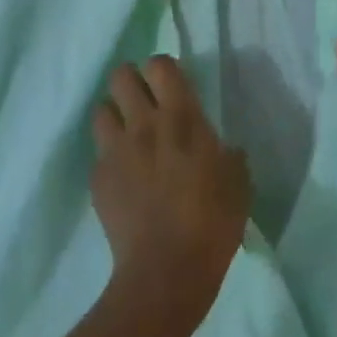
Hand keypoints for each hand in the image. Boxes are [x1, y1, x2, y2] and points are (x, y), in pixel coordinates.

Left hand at [91, 56, 249, 315]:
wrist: (167, 271)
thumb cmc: (213, 223)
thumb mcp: (238, 182)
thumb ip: (227, 155)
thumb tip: (223, 149)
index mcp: (181, 117)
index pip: (159, 65)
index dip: (162, 69)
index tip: (171, 85)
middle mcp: (143, 124)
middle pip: (121, 75)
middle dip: (131, 82)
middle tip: (145, 102)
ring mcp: (115, 150)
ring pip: (101, 109)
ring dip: (115, 116)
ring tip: (128, 136)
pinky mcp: (98, 179)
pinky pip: (99, 153)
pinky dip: (110, 158)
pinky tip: (124, 178)